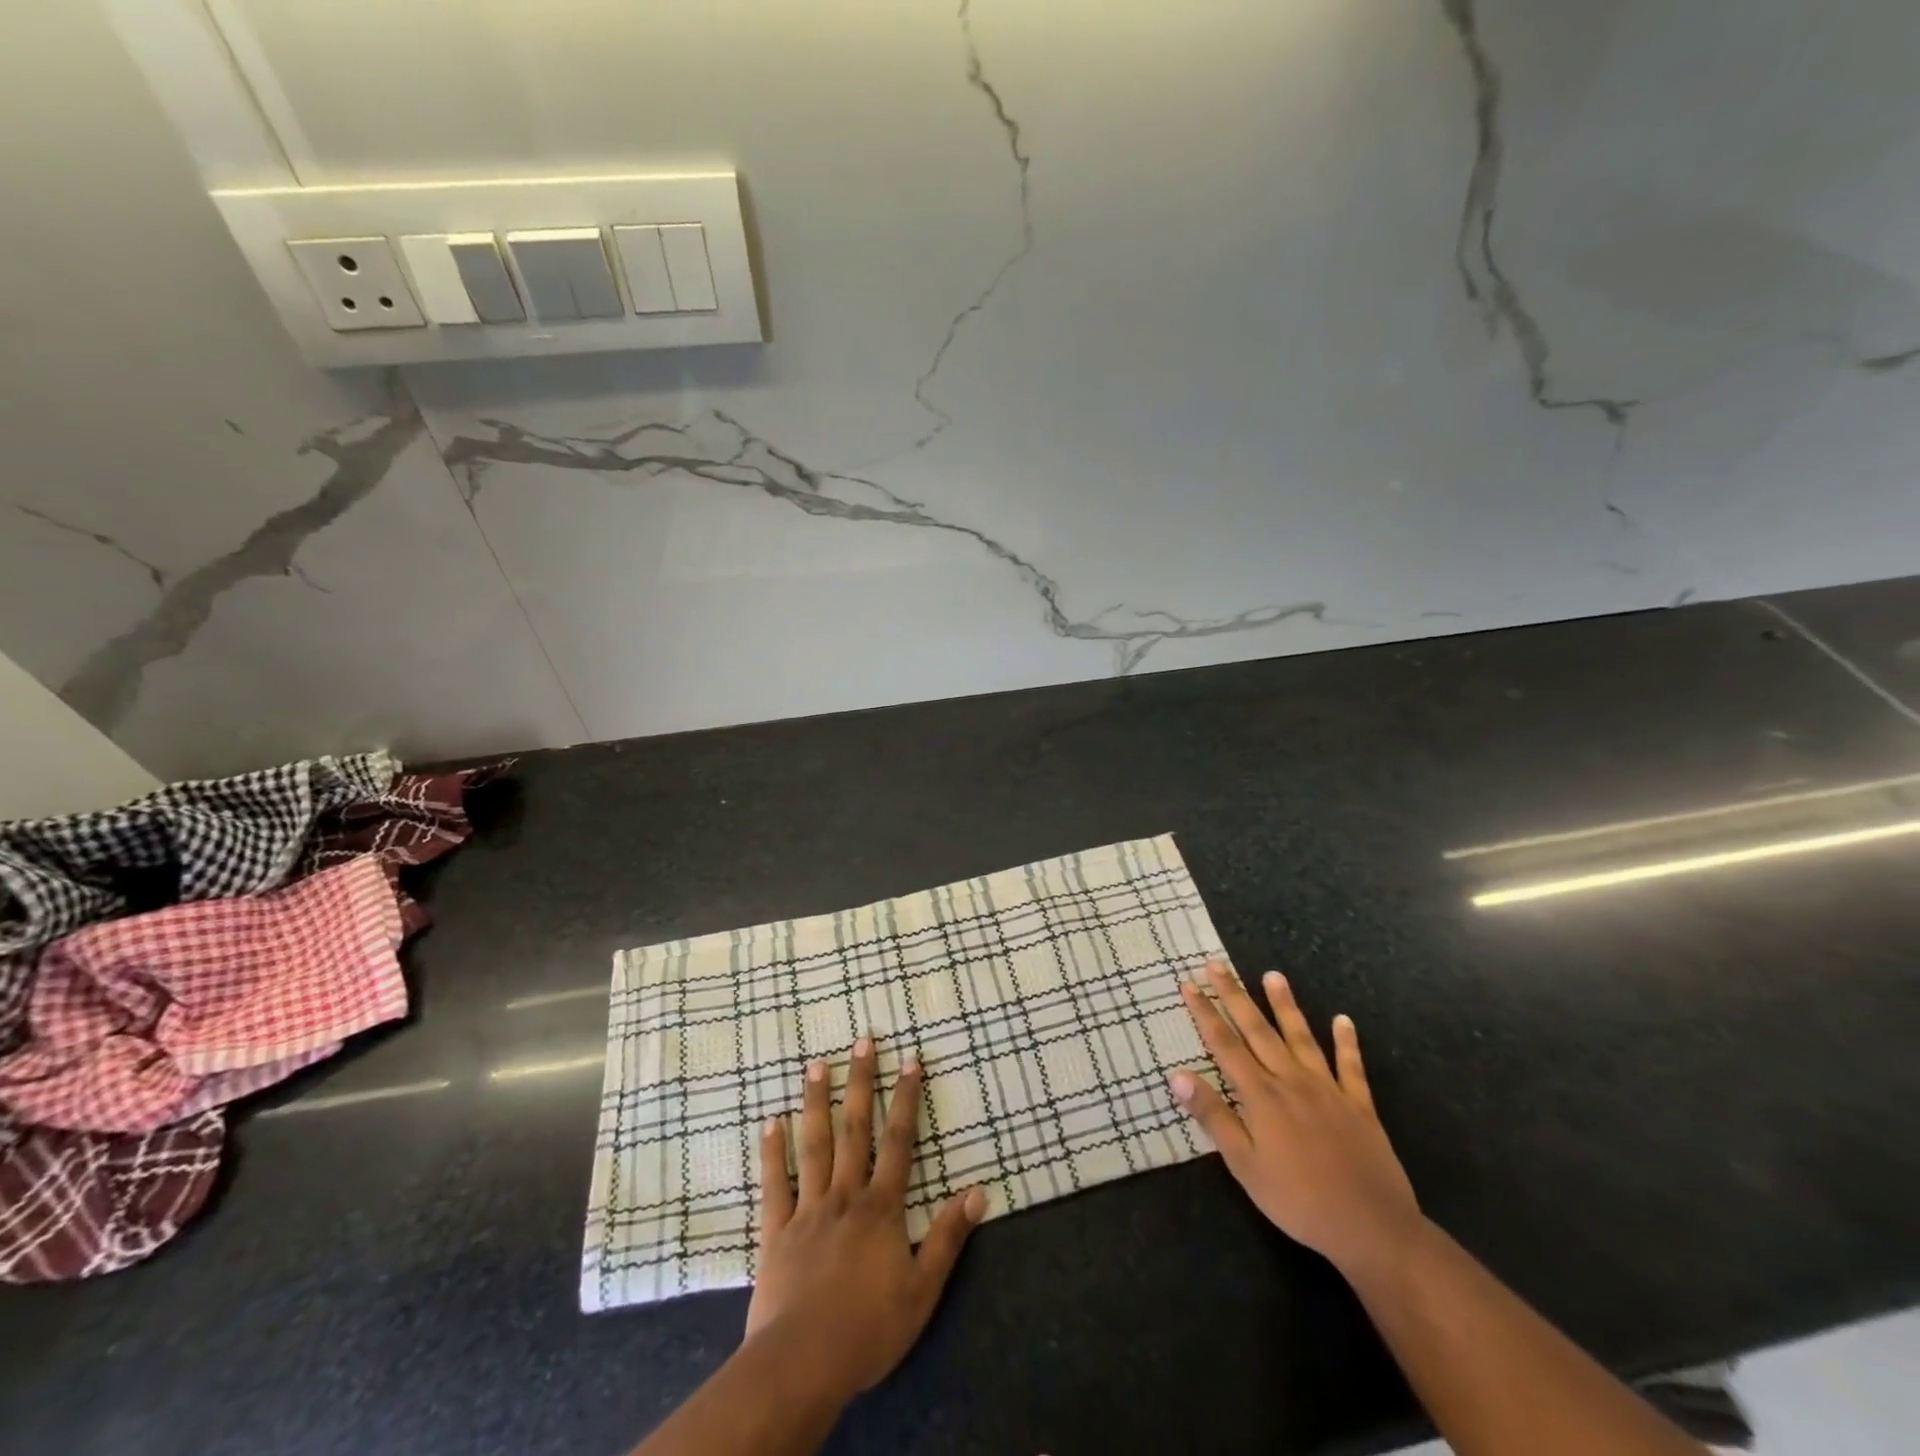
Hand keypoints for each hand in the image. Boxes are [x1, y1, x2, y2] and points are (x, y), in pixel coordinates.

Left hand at [744, 1038, 985, 1400]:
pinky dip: (772, 1152)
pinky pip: (774, 1184)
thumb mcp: (924, 1290)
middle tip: (862, 1041)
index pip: (898, 1142)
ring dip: (816, 1102)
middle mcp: (845, 1195)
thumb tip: (979, 1190)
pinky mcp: (776, 1231)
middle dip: (861, 1083)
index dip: (906, 1099)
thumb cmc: (869, 1328)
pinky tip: (771, 1122)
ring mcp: (807, 1209)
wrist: (803, 1363)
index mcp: (881, 1208)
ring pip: (814, 1145)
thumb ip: (949, 1237)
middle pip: (855, 1129)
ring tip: (816, 1064)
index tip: (910, 1060)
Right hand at [1171, 958, 1420, 1277]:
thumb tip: (1177, 1075)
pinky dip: (1346, 1042)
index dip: (1205, 1013)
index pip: (1224, 1045)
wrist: (1372, 1229)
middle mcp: (1291, 1081)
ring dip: (1285, 1005)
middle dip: (1234, 996)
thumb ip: (1213, 1116)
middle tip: (1217, 964)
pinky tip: (1344, 1020)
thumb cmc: (1298, 1201)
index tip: (1189, 984)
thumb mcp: (1245, 1165)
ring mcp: (1328, 1089)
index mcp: (1261, 1096)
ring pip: (1301, 1037)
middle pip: (1257, 1030)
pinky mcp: (1359, 1105)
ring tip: (1273, 975)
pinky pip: (1351, 1067)